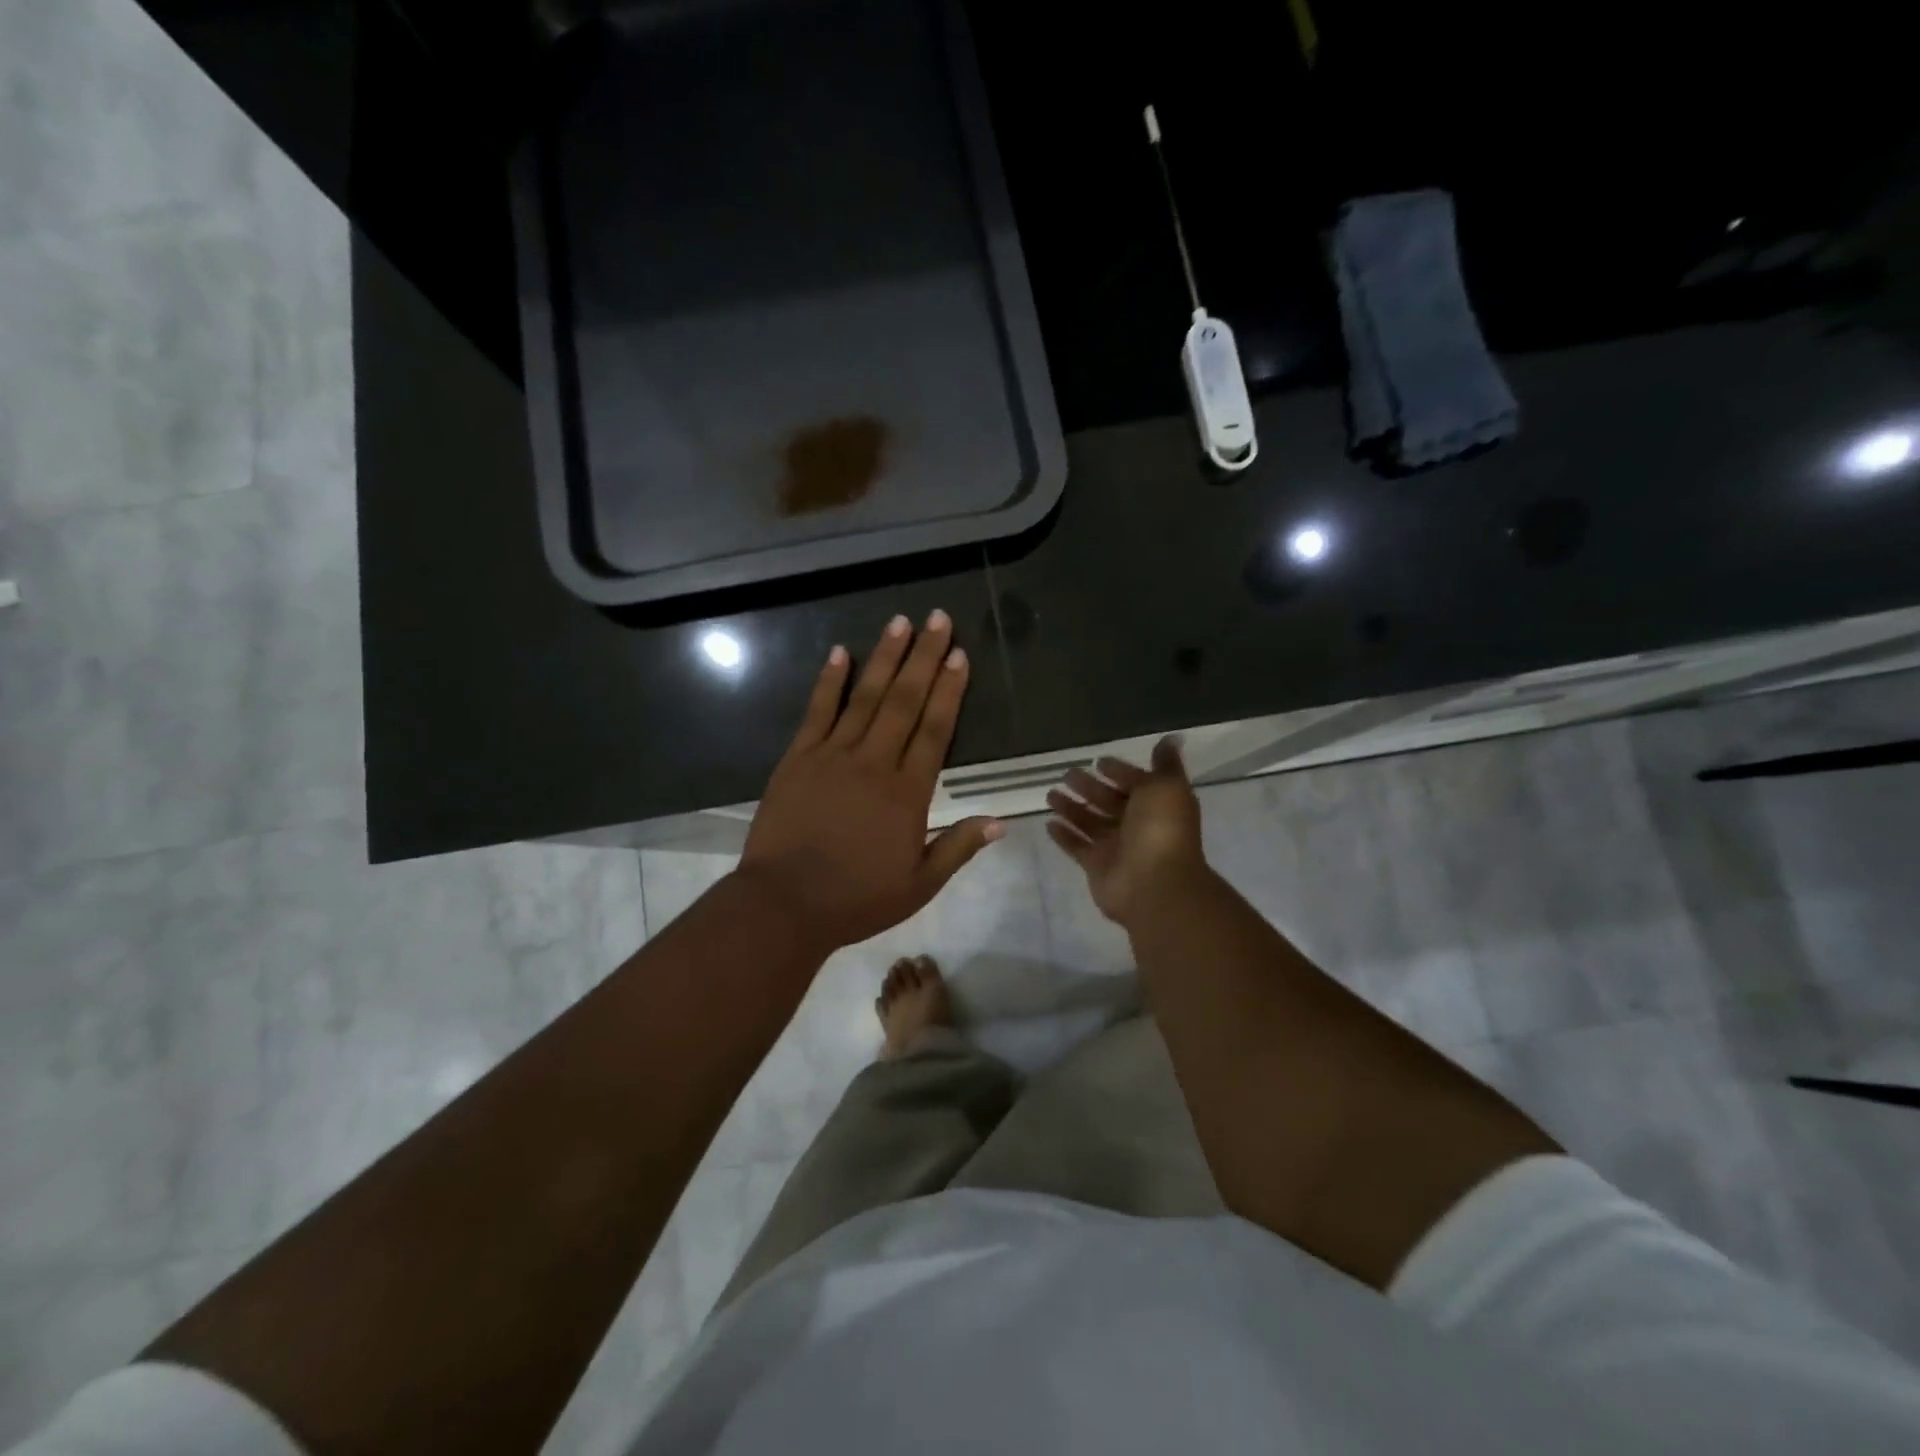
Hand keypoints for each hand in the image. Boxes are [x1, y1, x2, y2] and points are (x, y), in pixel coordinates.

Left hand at [740, 611, 1003, 953]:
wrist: (785, 903)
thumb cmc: (857, 898)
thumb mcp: (919, 884)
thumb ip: (958, 847)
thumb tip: (1000, 821)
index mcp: (907, 792)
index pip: (935, 730)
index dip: (949, 691)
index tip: (959, 656)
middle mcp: (874, 762)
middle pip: (904, 701)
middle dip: (923, 657)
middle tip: (937, 619)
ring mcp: (833, 755)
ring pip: (865, 697)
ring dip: (884, 657)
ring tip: (899, 622)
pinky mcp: (798, 758)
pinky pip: (818, 711)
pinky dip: (830, 680)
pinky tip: (840, 652)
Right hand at [1046, 737, 1209, 927]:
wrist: (1155, 884)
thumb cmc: (1161, 830)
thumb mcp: (1167, 788)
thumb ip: (1165, 765)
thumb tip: (1171, 739)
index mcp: (1155, 804)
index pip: (1135, 783)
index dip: (1119, 771)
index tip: (1098, 761)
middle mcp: (1137, 825)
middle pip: (1108, 801)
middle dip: (1089, 787)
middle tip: (1066, 774)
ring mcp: (1116, 847)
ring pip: (1090, 822)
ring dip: (1071, 808)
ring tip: (1050, 794)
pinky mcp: (1096, 866)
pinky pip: (1077, 847)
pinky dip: (1064, 836)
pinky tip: (1049, 823)